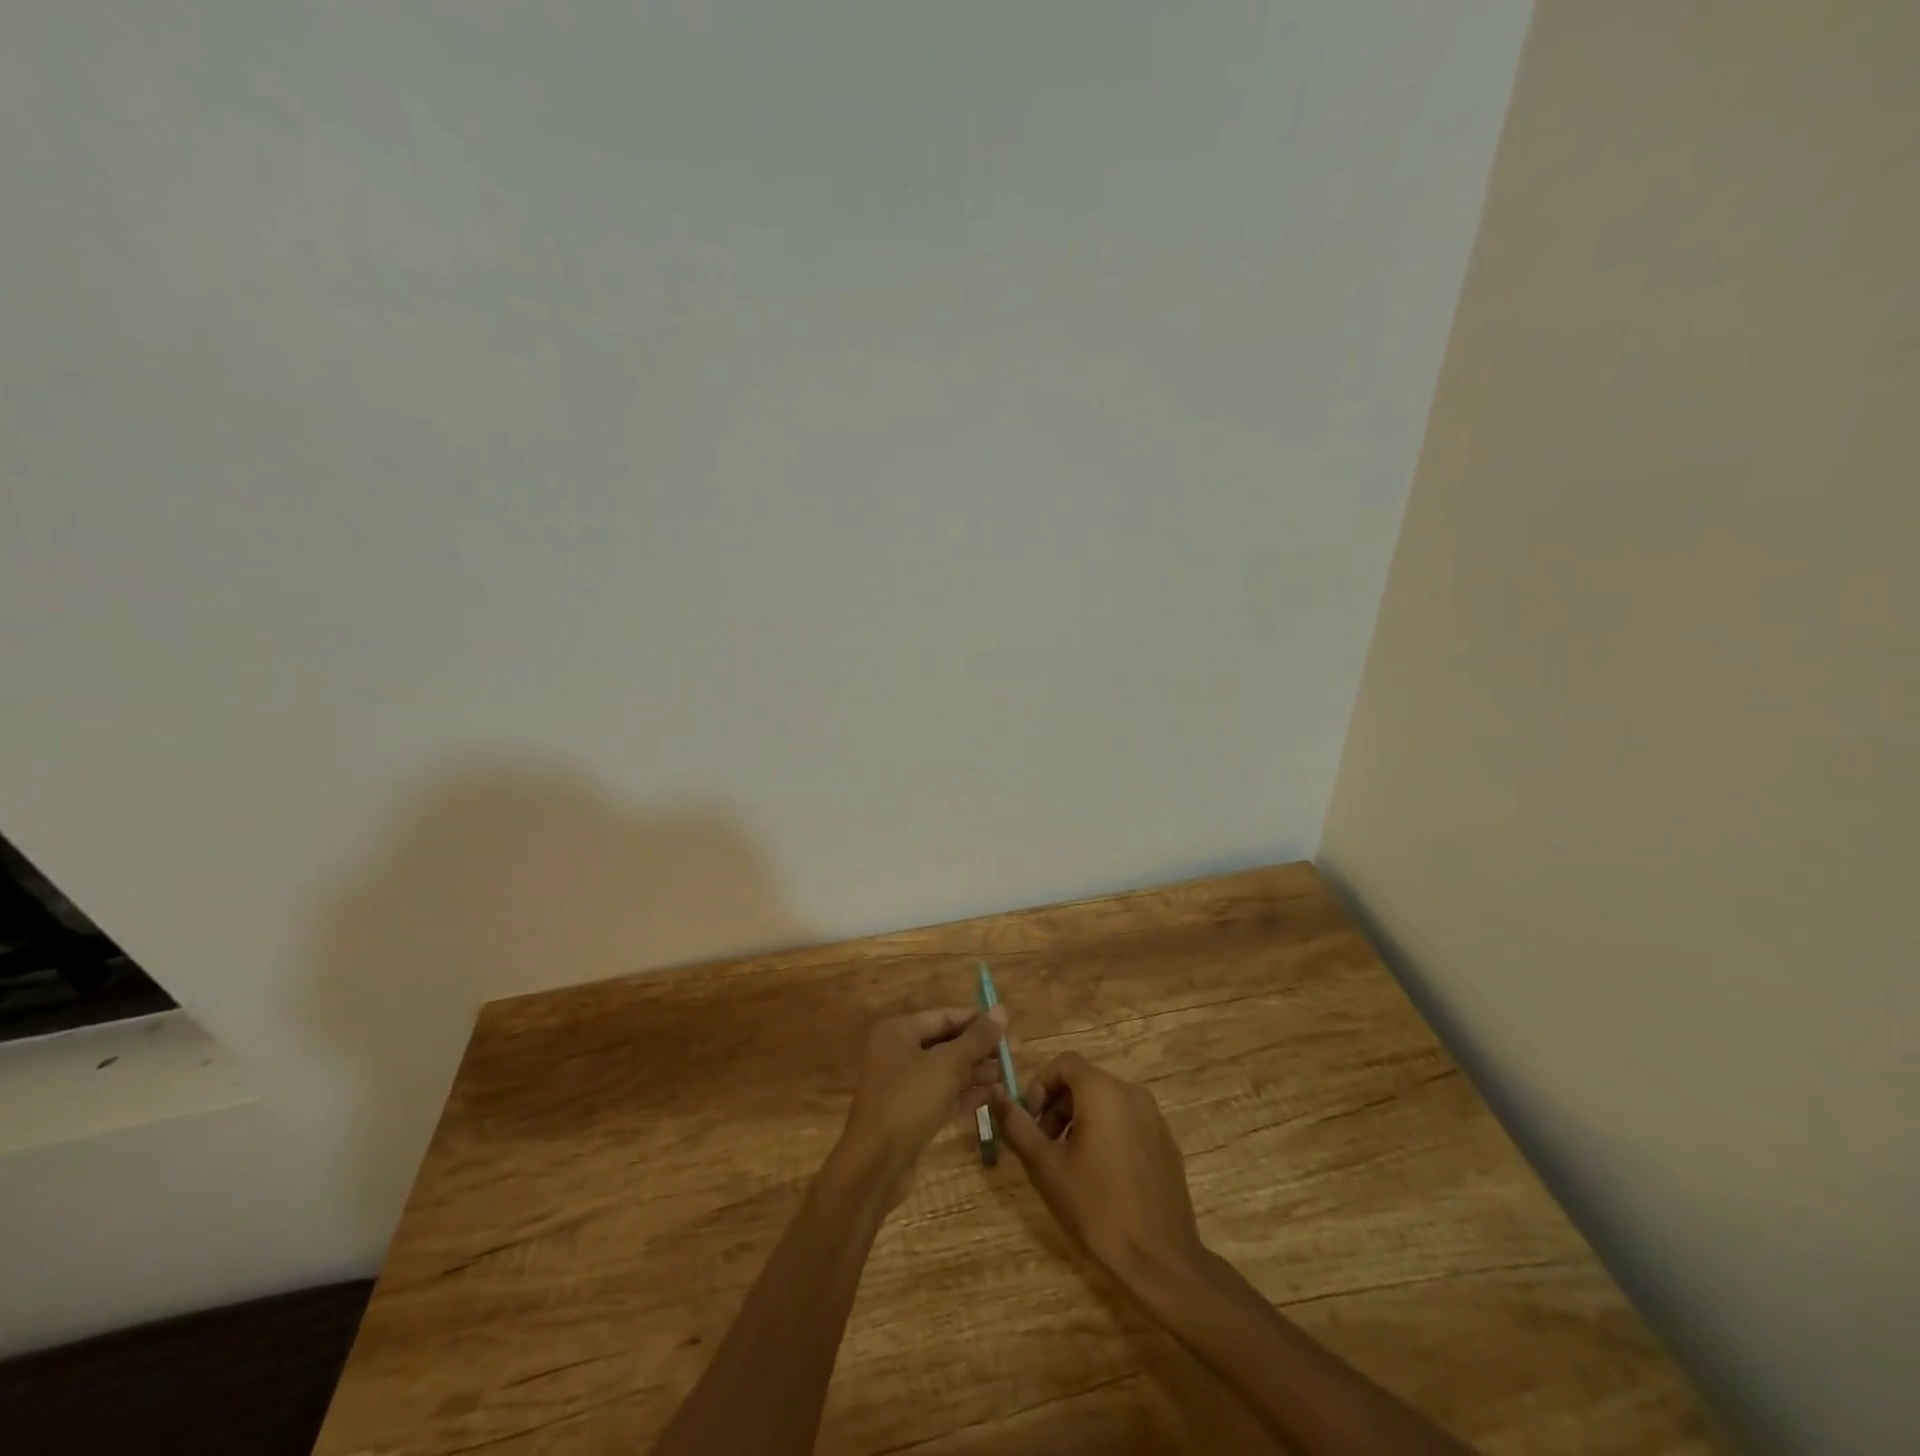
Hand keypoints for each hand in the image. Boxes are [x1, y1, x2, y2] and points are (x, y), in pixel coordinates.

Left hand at [838, 1005, 1009, 1198]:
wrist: (875, 1165)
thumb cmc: (909, 1101)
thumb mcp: (947, 1064)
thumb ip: (977, 1038)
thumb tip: (1001, 1010)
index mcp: (899, 1031)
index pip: (945, 1016)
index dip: (978, 1021)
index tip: (1009, 1028)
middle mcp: (898, 1052)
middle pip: (947, 1043)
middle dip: (981, 1049)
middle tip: (1016, 1054)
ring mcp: (903, 1084)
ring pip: (947, 1070)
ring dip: (978, 1072)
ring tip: (1011, 1076)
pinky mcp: (910, 1112)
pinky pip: (943, 1094)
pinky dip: (966, 1093)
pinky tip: (995, 1097)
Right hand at [992, 1052, 1205, 1288]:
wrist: (1160, 1260)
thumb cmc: (1096, 1207)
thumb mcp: (1045, 1166)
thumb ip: (1017, 1125)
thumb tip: (995, 1095)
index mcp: (1103, 1091)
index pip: (1064, 1063)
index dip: (1040, 1084)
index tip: (1029, 1119)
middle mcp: (1132, 1093)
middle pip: (1085, 1081)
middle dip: (1057, 1106)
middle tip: (1043, 1144)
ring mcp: (1154, 1118)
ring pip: (1107, 1102)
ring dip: (1080, 1120)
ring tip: (1069, 1162)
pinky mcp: (1166, 1144)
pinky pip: (1128, 1122)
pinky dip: (1107, 1134)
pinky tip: (1102, 1176)